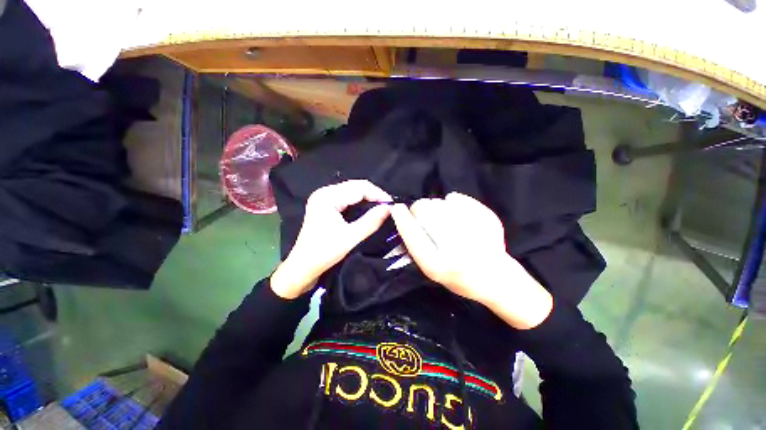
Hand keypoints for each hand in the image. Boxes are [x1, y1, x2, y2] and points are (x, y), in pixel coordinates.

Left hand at [271, 180, 391, 298]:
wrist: (303, 266)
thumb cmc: (324, 253)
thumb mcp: (351, 237)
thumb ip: (371, 221)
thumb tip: (389, 208)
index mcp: (327, 197)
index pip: (358, 188)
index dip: (377, 194)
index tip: (391, 204)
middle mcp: (324, 192)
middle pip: (354, 186)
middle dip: (373, 194)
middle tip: (388, 206)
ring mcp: (323, 197)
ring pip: (351, 190)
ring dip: (367, 197)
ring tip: (381, 206)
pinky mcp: (324, 204)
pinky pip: (346, 196)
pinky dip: (359, 200)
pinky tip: (368, 207)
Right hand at [389, 193, 552, 328]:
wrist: (496, 279)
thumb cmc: (458, 278)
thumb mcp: (431, 270)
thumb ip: (416, 247)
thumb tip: (406, 220)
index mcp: (437, 265)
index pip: (411, 234)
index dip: (401, 218)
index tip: (396, 208)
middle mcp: (454, 249)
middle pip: (425, 211)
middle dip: (418, 209)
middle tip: (422, 213)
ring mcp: (473, 233)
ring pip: (439, 203)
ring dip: (435, 206)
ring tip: (441, 216)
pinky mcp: (487, 221)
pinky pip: (458, 199)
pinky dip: (453, 200)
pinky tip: (454, 208)